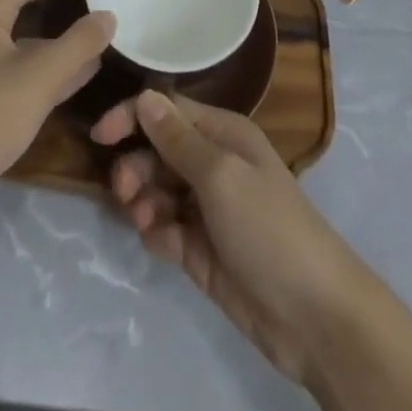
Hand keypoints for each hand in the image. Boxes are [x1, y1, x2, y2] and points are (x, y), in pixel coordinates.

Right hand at [91, 91, 374, 386]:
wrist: (312, 314)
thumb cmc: (268, 226)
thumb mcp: (221, 175)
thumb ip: (178, 139)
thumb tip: (144, 96)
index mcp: (223, 134)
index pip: (168, 110)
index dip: (133, 116)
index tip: (99, 137)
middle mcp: (214, 163)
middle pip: (158, 150)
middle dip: (136, 165)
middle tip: (124, 191)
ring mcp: (207, 208)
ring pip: (157, 190)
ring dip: (143, 200)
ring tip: (143, 220)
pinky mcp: (201, 250)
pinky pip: (165, 229)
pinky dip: (157, 233)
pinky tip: (163, 244)